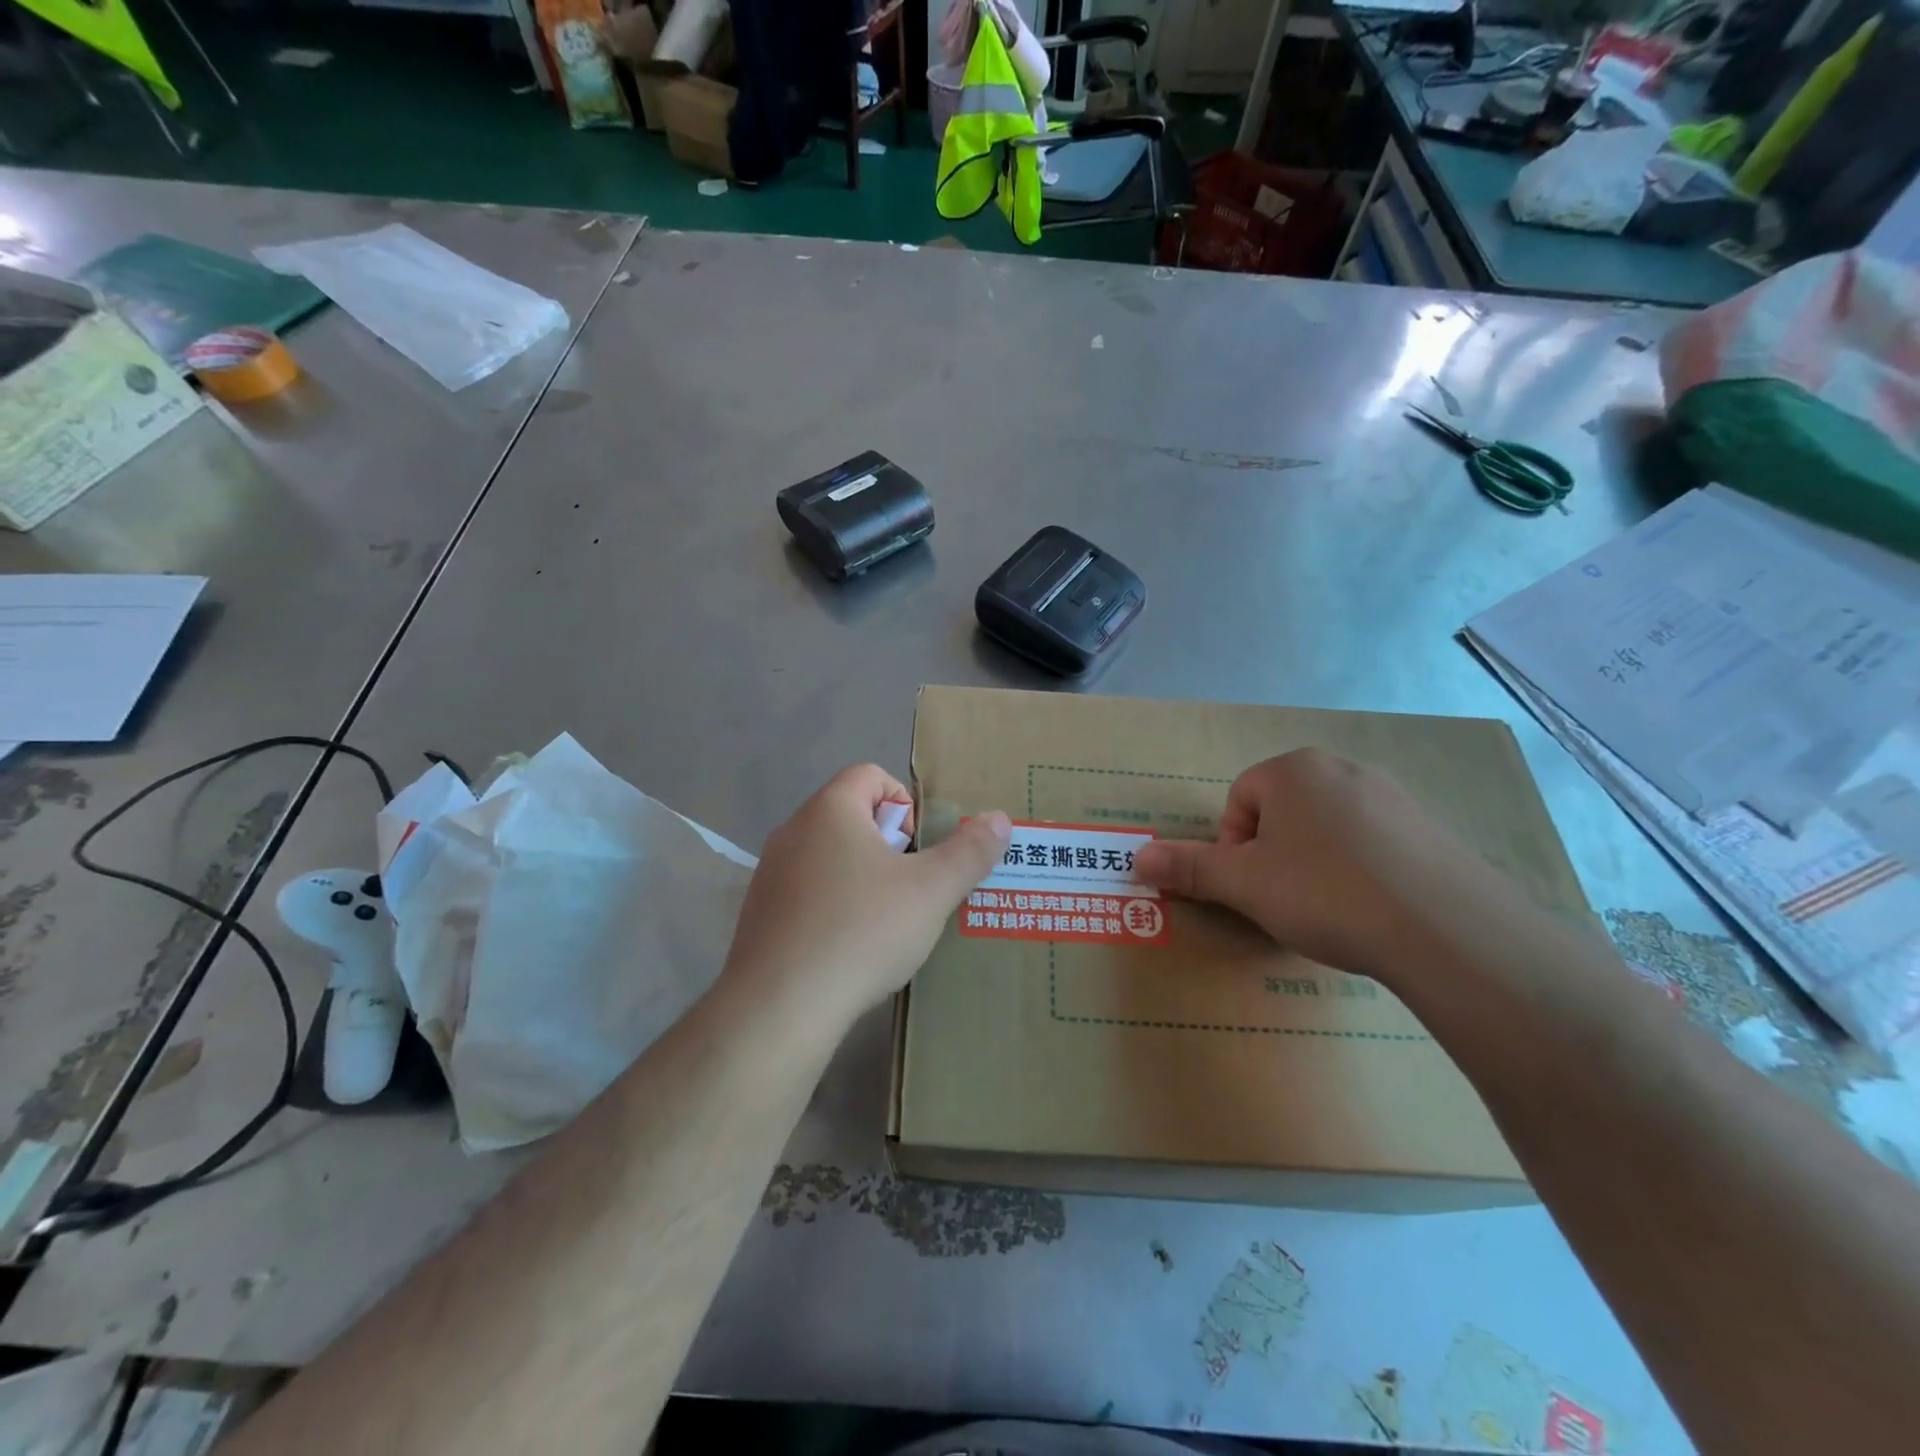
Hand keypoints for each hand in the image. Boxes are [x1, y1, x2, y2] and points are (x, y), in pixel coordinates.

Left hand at [722, 765, 1010, 1029]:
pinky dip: (832, 907)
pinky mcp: (758, 915)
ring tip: (884, 923)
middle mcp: (792, 831)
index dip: (904, 802)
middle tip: (909, 889)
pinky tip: (847, 949)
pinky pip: (805, 893)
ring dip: (861, 877)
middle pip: (850, 815)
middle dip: (888, 845)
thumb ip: (969, 852)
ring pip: (827, 857)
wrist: (781, 1006)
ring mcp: (769, 874)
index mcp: (830, 810)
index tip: (919, 848)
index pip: (870, 774)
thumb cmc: (862, 931)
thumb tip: (999, 819)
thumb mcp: (931, 891)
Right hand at [1132, 748, 1496, 980]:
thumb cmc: (1327, 893)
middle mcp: (1342, 769)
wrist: (1447, 930)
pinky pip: (1374, 844)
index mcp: (1294, 770)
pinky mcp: (1431, 829)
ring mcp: (1394, 796)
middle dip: (1274, 855)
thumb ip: (1188, 868)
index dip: (1234, 848)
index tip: (1253, 887)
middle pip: (1283, 811)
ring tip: (1331, 910)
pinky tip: (1374, 910)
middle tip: (1285, 900)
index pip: (1240, 799)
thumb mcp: (1245, 885)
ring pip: (1328, 828)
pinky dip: (1361, 871)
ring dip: (1315, 864)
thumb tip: (1135, 857)